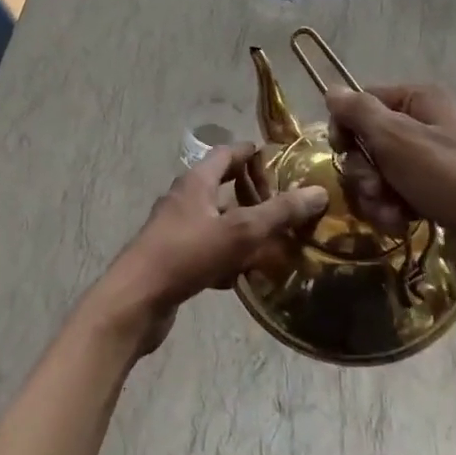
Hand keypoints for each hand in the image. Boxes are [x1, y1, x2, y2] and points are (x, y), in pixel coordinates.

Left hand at [92, 142, 327, 353]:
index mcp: (197, 181)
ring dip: (242, 230)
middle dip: (252, 195)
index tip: (278, 160)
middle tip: (282, 205)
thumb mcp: (241, 231)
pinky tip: (243, 277)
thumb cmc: (187, 254)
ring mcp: (175, 230)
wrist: (136, 300)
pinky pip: (207, 251)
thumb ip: (280, 212)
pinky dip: (226, 258)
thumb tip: (318, 192)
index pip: (227, 153)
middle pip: (222, 187)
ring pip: (216, 222)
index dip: (252, 154)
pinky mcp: (172, 259)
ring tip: (272, 243)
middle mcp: (184, 199)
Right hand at [325, 84, 455, 299]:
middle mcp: (425, 126)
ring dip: (374, 195)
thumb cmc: (449, 177)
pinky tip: (400, 224)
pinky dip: (391, 211)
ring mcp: (430, 164)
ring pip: (378, 174)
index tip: (341, 148)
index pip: (363, 102)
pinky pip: (395, 198)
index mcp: (419, 101)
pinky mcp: (432, 197)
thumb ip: (359, 112)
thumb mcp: (397, 138)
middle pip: (368, 141)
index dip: (346, 125)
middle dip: (363, 169)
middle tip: (373, 187)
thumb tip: (331, 90)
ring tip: (390, 212)